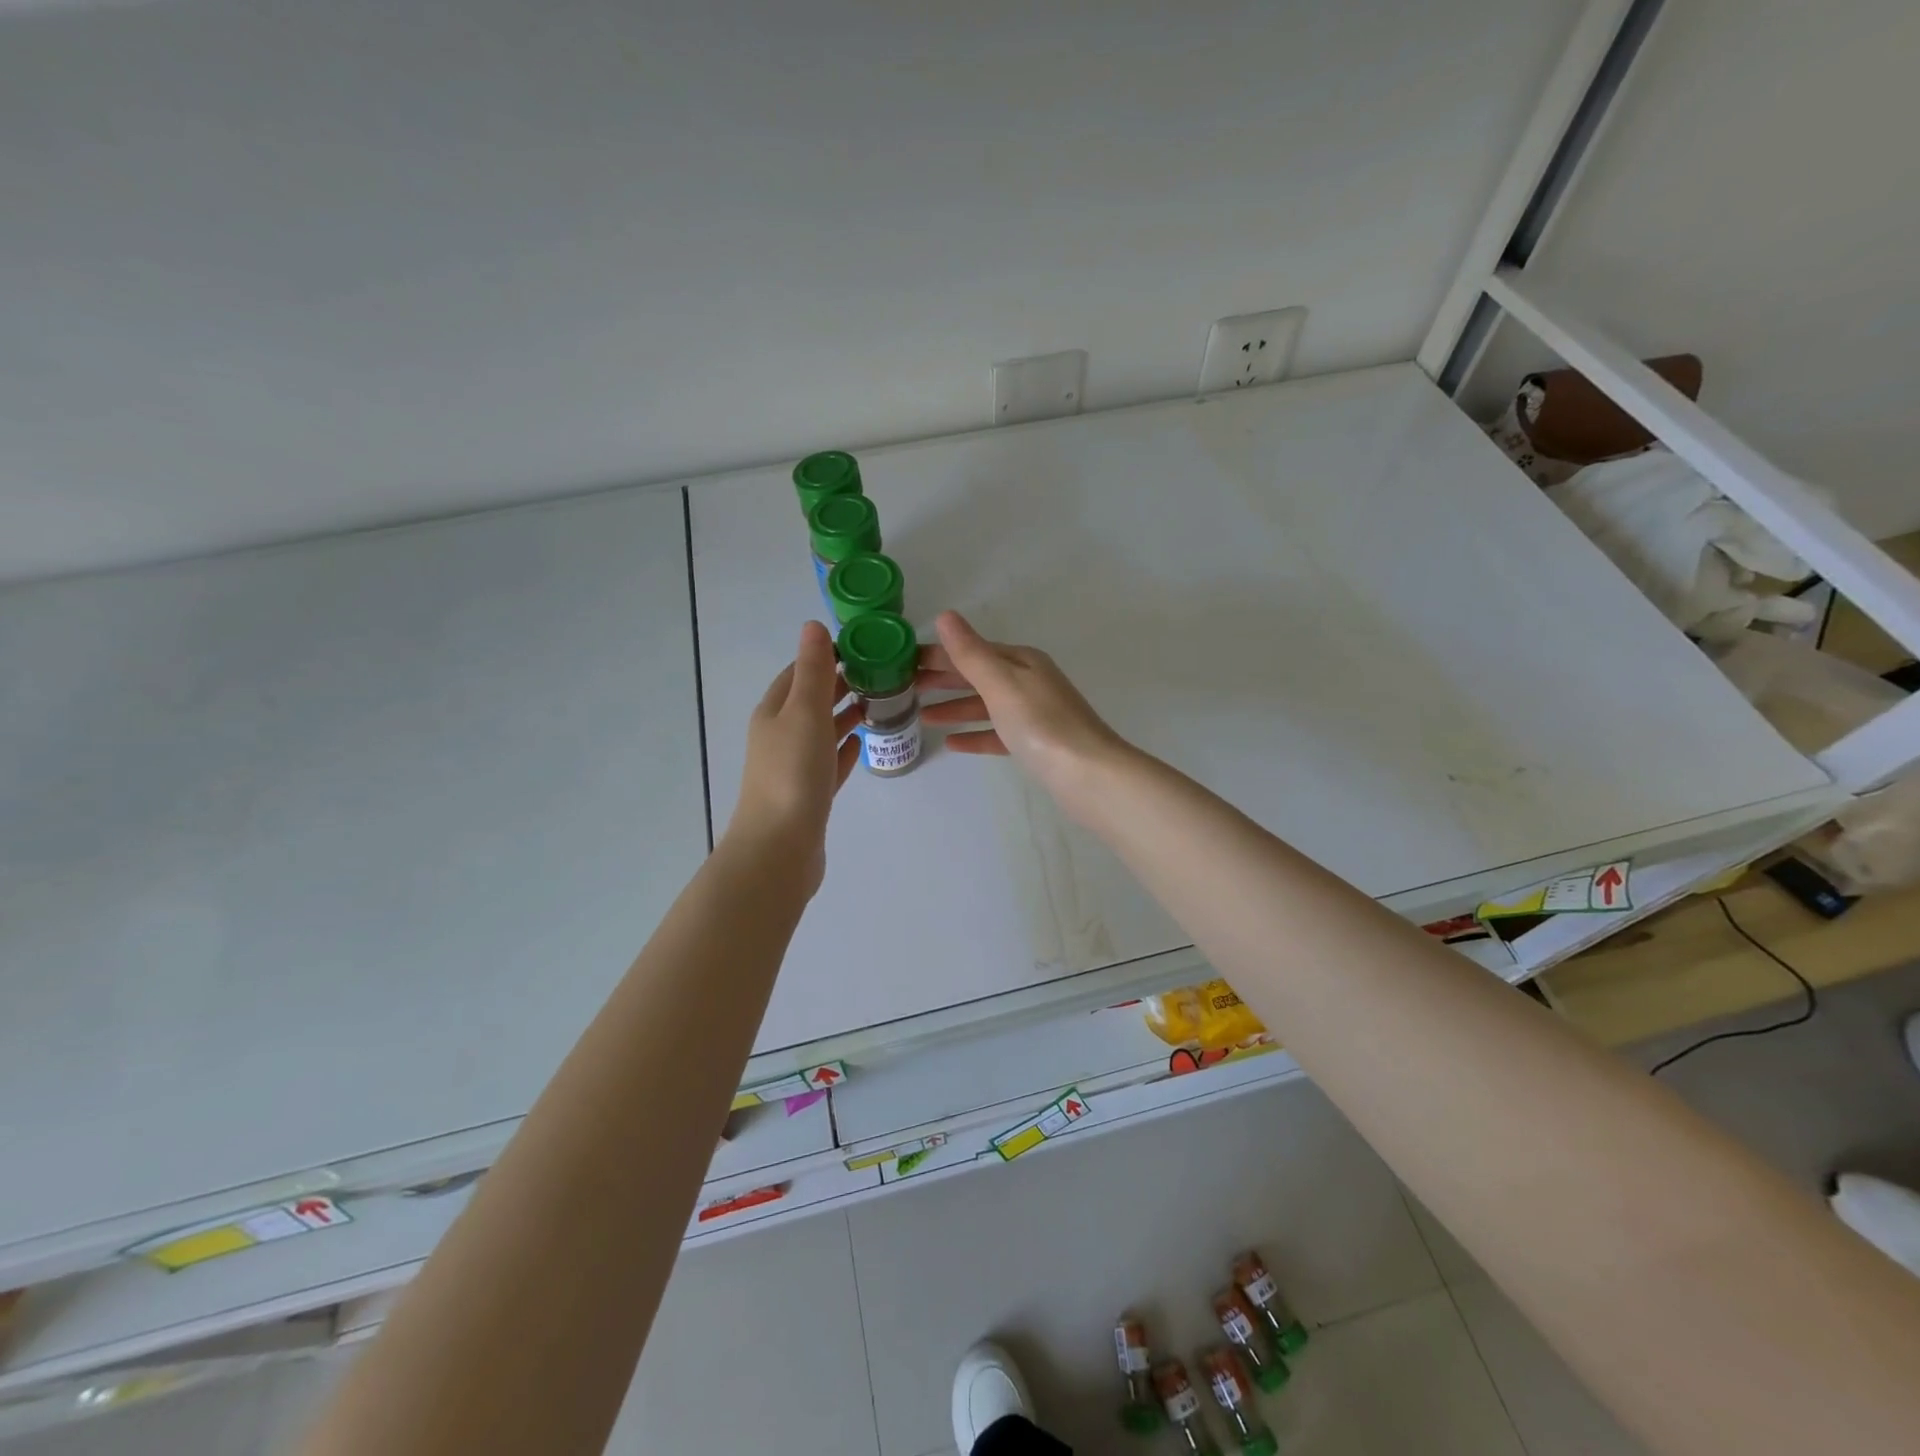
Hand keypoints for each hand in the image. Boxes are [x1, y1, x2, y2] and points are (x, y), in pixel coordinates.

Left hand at [727, 621, 863, 890]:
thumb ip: (813, 670)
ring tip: (881, 701)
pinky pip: (830, 761)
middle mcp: (780, 735)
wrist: (780, 847)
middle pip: (811, 700)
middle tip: (882, 673)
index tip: (864, 647)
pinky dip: (845, 747)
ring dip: (846, 713)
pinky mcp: (809, 793)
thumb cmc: (793, 773)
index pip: (799, 671)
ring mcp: (794, 766)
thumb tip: (813, 625)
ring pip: (822, 730)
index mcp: (774, 711)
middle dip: (841, 683)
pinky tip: (863, 742)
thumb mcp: (805, 712)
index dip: (827, 656)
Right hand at [918, 610, 1132, 822]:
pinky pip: (997, 733)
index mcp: (1022, 661)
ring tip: (920, 717)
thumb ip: (971, 653)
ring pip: (985, 705)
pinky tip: (951, 743)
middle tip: (904, 689)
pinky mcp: (1035, 744)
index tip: (902, 662)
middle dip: (942, 680)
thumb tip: (946, 616)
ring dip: (954, 708)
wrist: (1089, 775)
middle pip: (977, 676)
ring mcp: (1034, 714)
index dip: (937, 655)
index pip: (971, 650)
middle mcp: (1029, 681)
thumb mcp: (1002, 683)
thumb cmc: (1042, 725)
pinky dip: (974, 734)